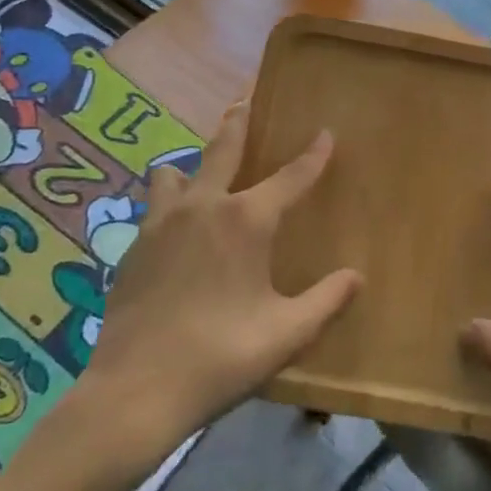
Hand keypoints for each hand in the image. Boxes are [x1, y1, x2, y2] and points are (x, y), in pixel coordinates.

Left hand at [75, 102, 360, 467]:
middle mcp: (203, 207)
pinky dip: (171, 204)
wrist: (135, 391)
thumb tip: (356, 277)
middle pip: (223, 148)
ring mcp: (161, 223)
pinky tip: (177, 231)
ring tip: (203, 177)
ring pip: (175, 173)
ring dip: (193, 167)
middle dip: (239, 121)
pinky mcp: (134, 246)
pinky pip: (156, 207)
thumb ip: (326, 301)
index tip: (325, 132)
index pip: (290, 176)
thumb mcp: (286, 334)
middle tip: (245, 99)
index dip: (312, 154)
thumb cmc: (220, 358)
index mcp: (245, 221)